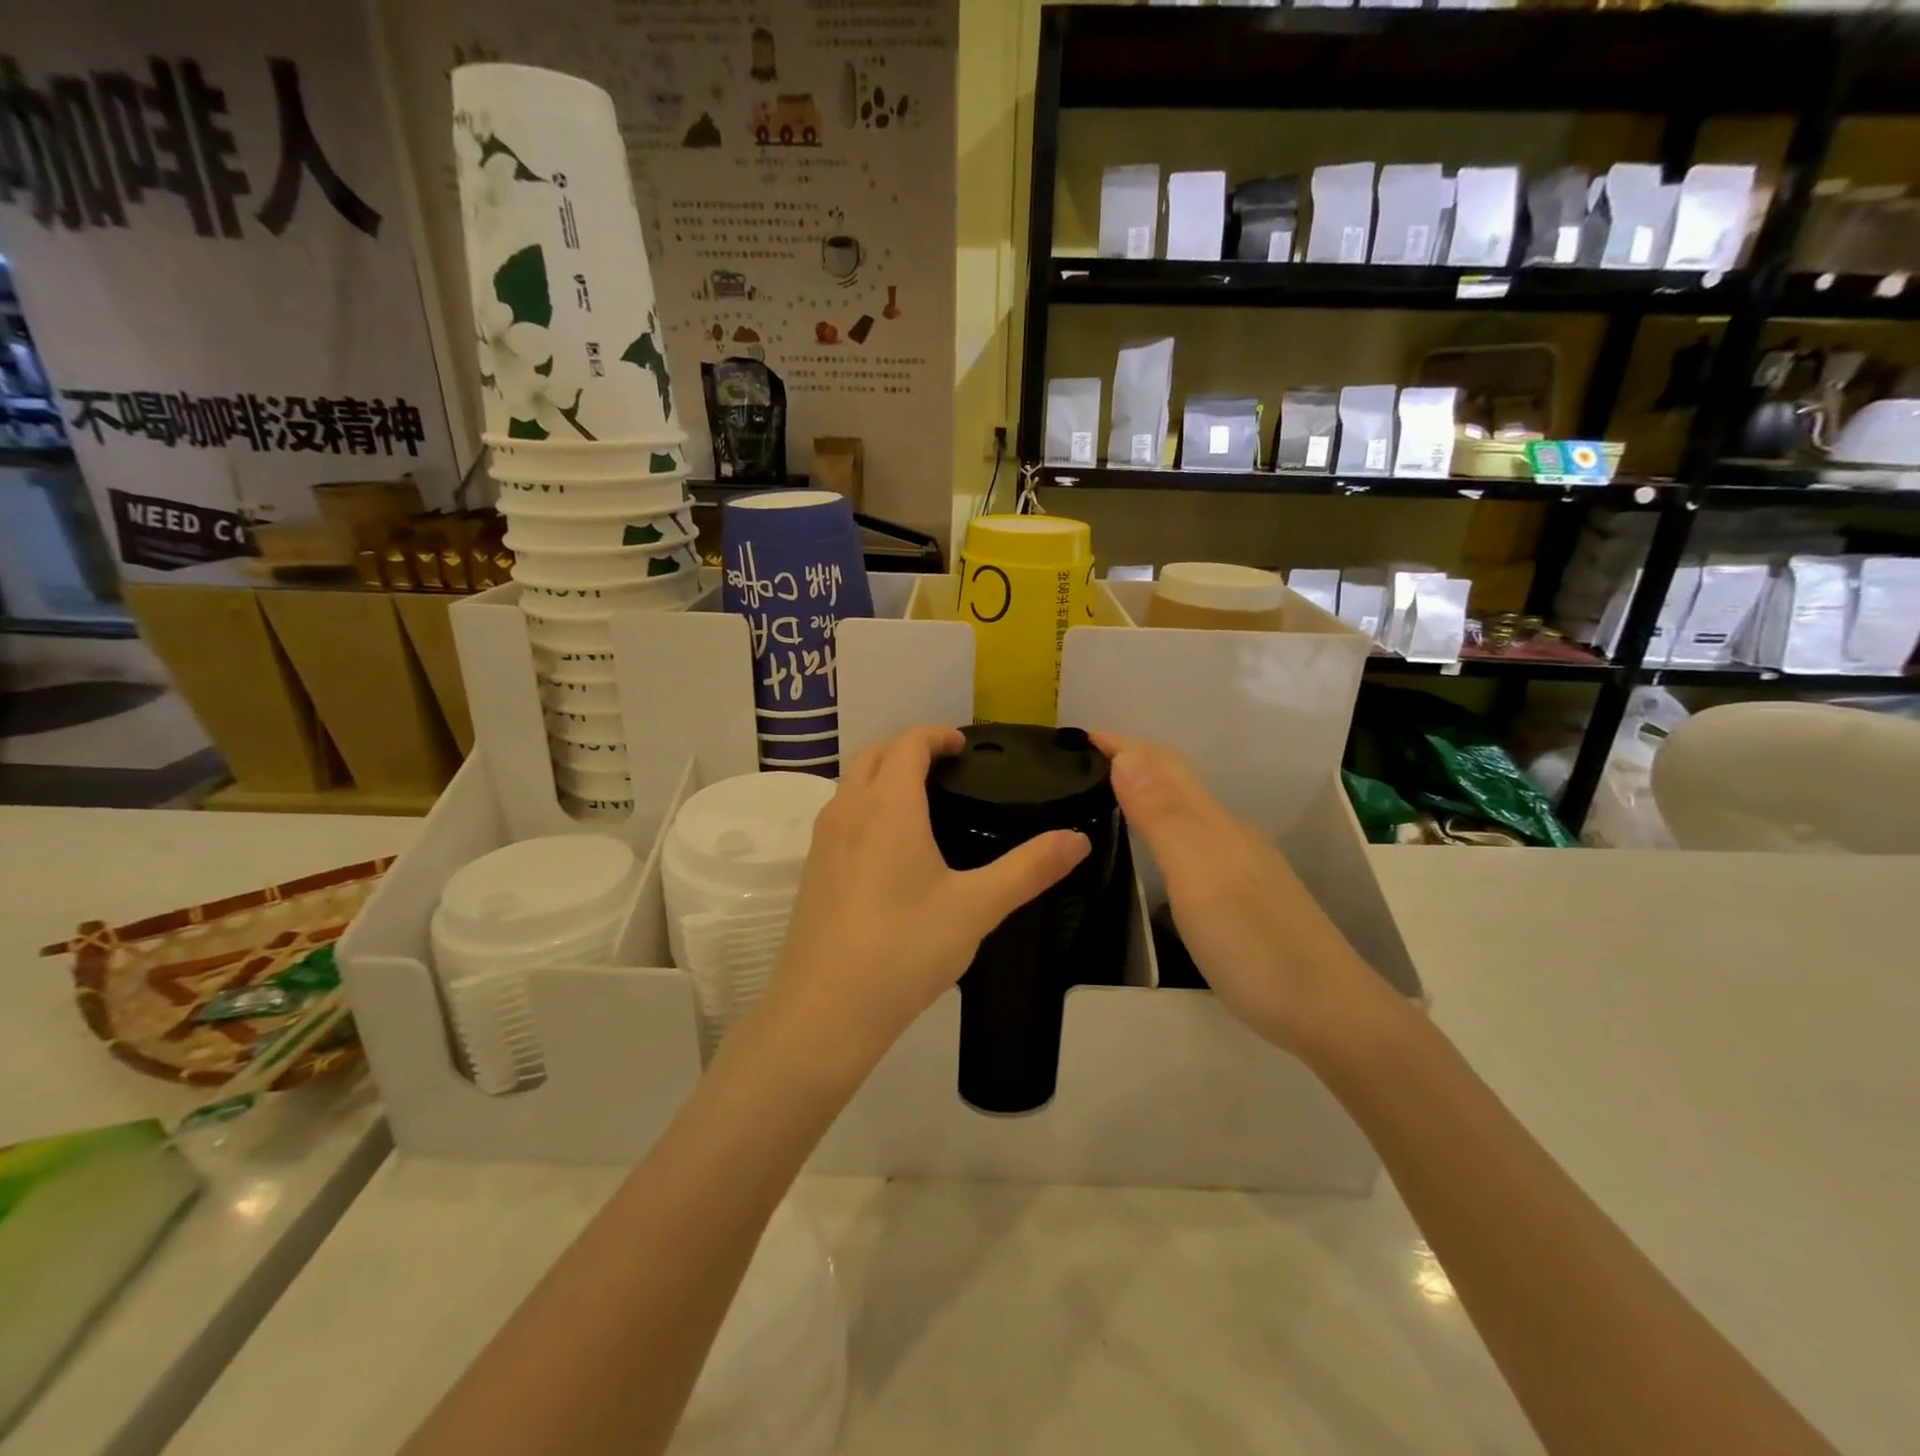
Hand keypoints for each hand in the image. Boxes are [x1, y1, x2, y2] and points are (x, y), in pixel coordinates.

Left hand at [750, 725, 1090, 1084]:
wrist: (824, 1011)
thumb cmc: (904, 948)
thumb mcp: (977, 907)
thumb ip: (1029, 868)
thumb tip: (1078, 838)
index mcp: (888, 805)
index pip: (908, 742)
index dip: (937, 735)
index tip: (964, 746)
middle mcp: (848, 810)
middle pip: (874, 754)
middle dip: (909, 747)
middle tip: (947, 767)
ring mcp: (822, 840)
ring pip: (851, 783)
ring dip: (883, 775)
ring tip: (922, 802)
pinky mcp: (811, 870)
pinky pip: (840, 815)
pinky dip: (866, 805)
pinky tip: (890, 849)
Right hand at [1089, 732, 1386, 1061]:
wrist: (1332, 1015)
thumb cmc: (1256, 946)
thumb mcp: (1200, 878)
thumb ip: (1164, 817)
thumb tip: (1127, 756)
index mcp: (1215, 825)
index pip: (1164, 766)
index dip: (1124, 744)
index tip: (1081, 735)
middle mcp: (1229, 835)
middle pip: (1178, 782)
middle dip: (1133, 760)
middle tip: (1086, 764)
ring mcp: (1242, 866)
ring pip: (1188, 811)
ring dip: (1148, 792)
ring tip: (1110, 797)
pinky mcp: (1246, 896)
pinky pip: (1194, 840)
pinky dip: (1164, 827)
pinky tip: (1155, 851)